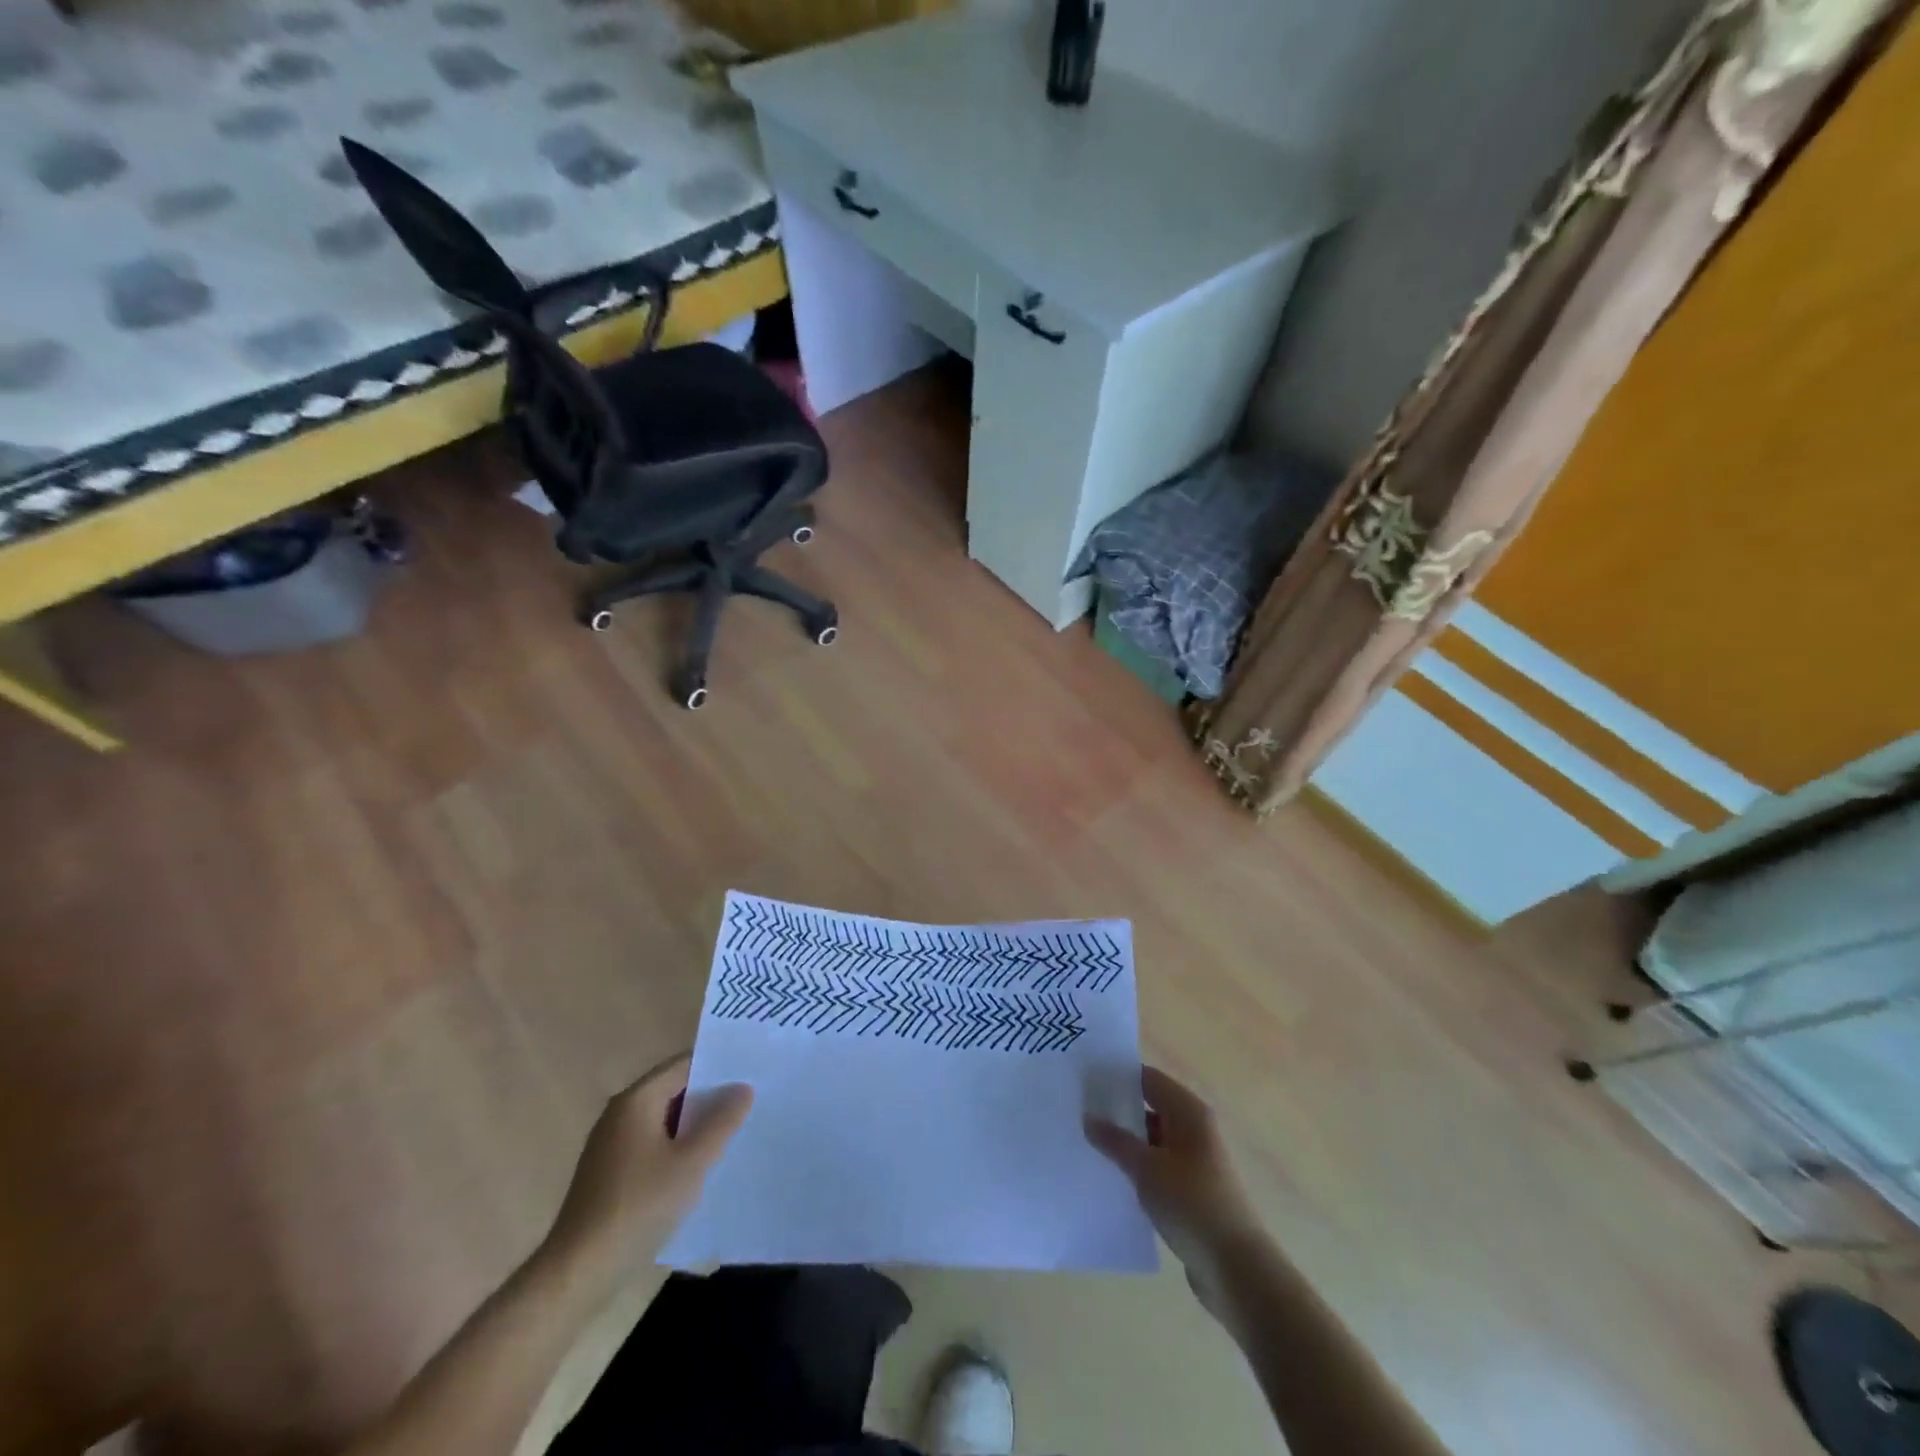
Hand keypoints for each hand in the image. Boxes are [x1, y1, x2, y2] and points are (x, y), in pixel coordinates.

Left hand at [544, 1054, 752, 1277]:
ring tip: (733, 1133)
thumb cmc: (638, 1207)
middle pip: (673, 1091)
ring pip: (663, 1121)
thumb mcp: (691, 1163)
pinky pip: (652, 1146)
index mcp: (636, 1100)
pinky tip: (699, 1168)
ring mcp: (611, 1145)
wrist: (578, 1274)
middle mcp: (620, 1114)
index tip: (750, 1073)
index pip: (684, 1065)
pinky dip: (676, 1148)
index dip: (718, 1066)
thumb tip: (743, 1088)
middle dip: (709, 1097)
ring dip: (694, 1126)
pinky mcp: (609, 1174)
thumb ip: (721, 1122)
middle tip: (750, 1102)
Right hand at [1087, 1065, 1269, 1311]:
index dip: (1117, 1077)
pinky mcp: (1192, 1189)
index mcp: (1189, 1111)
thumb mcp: (1146, 1168)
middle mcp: (1195, 1128)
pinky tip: (1111, 1176)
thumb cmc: (1191, 1203)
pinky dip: (1138, 1166)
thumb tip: (1088, 1118)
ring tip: (1086, 1143)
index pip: (1148, 1079)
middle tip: (1078, 1112)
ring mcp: (1195, 1160)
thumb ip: (1115, 1140)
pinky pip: (1158, 1165)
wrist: (1235, 1267)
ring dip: (1126, 1141)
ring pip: (1153, 1139)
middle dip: (1117, 1110)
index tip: (1085, 1081)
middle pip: (1150, 1107)